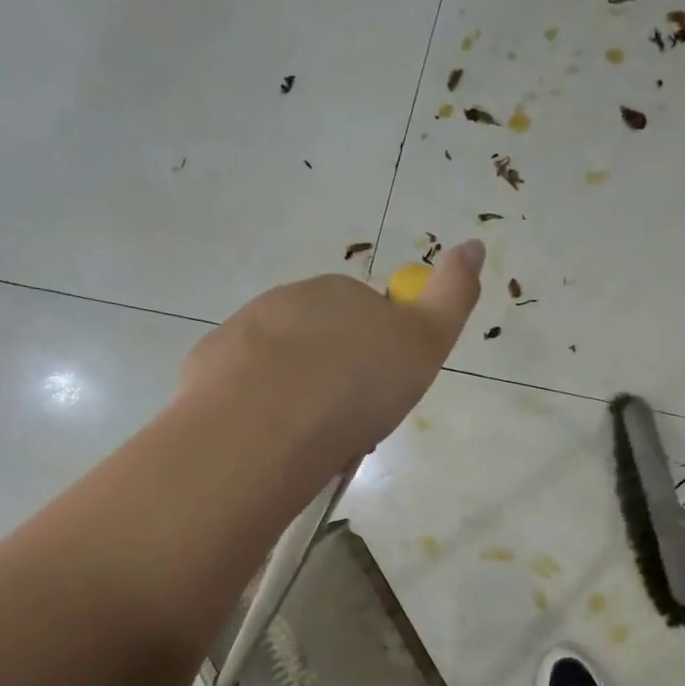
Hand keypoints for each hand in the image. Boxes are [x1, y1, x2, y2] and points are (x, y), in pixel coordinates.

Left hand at [176, 240, 483, 474]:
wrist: (268, 424)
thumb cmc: (356, 386)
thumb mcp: (424, 344)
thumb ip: (452, 296)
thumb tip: (475, 245)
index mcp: (341, 293)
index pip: (368, 315)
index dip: (379, 355)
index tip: (382, 393)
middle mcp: (289, 301)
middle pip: (321, 338)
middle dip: (335, 373)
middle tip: (348, 423)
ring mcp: (243, 331)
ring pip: (279, 362)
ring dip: (295, 393)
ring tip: (310, 440)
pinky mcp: (209, 367)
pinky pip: (241, 385)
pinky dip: (257, 408)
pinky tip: (269, 440)